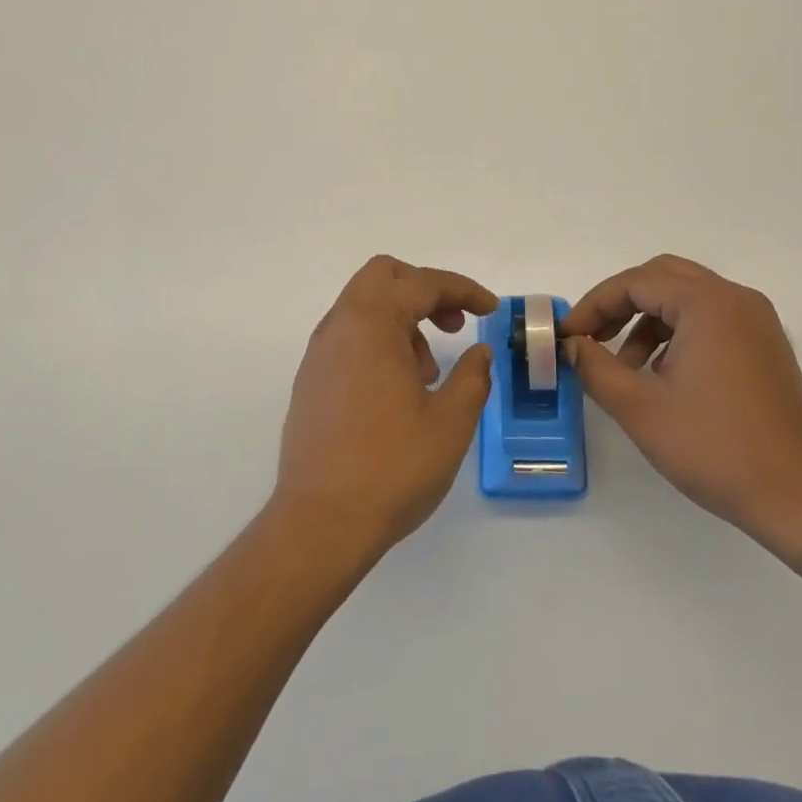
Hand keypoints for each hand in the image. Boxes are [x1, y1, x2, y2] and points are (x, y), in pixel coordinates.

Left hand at [270, 256, 497, 562]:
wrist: (320, 524)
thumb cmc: (392, 468)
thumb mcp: (451, 422)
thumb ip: (472, 377)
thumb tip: (480, 353)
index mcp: (372, 324)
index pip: (423, 283)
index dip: (463, 290)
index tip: (491, 310)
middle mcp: (339, 327)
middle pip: (384, 277)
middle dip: (426, 290)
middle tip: (454, 325)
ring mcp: (319, 354)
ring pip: (363, 306)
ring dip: (402, 318)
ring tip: (429, 371)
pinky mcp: (310, 381)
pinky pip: (349, 337)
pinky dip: (379, 341)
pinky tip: (399, 390)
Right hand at [561, 255, 801, 557]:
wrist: (801, 497)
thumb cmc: (716, 448)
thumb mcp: (640, 408)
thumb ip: (594, 367)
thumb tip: (571, 345)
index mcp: (708, 304)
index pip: (635, 282)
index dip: (594, 305)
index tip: (568, 337)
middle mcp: (736, 299)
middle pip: (662, 278)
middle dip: (620, 304)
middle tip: (591, 338)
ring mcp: (756, 321)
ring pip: (686, 298)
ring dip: (647, 320)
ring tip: (625, 368)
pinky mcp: (765, 345)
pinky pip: (710, 319)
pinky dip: (676, 333)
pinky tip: (663, 376)